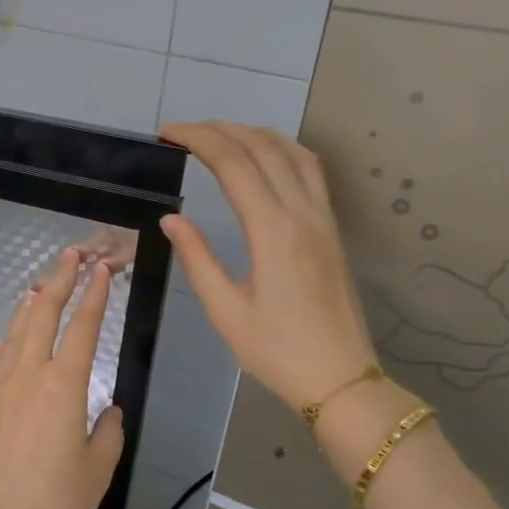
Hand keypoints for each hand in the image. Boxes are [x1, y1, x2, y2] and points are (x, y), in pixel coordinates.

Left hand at [0, 248, 124, 508]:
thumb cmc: (57, 501)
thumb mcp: (98, 467)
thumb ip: (107, 431)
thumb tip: (106, 411)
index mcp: (65, 385)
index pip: (83, 326)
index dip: (94, 294)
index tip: (102, 270)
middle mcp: (28, 374)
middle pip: (43, 314)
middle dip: (60, 280)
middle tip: (72, 255)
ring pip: (13, 333)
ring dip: (28, 306)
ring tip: (39, 286)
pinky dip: (2, 345)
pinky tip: (5, 341)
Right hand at [158, 121, 378, 411]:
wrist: (341, 379)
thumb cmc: (277, 351)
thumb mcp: (226, 311)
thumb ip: (197, 259)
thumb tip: (172, 219)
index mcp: (273, 232)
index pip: (235, 164)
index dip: (199, 139)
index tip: (167, 133)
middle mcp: (303, 214)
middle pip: (263, 148)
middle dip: (221, 129)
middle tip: (183, 132)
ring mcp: (324, 219)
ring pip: (293, 153)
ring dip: (254, 134)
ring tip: (219, 135)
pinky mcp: (332, 230)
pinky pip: (311, 171)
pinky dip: (282, 150)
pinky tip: (265, 157)